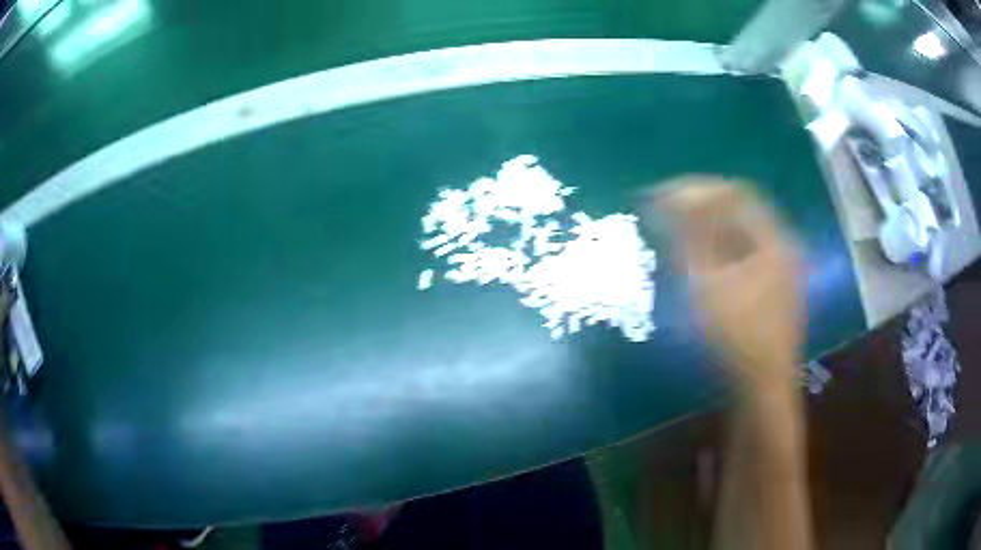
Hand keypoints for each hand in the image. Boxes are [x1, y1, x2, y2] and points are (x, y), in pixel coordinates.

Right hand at [645, 177, 803, 391]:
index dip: (696, 189)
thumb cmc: (737, 339)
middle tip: (666, 210)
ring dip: (709, 225)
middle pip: (739, 209)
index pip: (734, 193)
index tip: (662, 195)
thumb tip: (664, 203)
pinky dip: (720, 246)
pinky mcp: (772, 284)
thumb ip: (687, 240)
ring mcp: (780, 266)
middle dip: (701, 204)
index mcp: (774, 239)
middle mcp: (782, 245)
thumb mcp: (707, 286)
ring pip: (741, 230)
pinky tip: (700, 256)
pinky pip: (744, 251)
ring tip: (677, 229)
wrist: (761, 387)